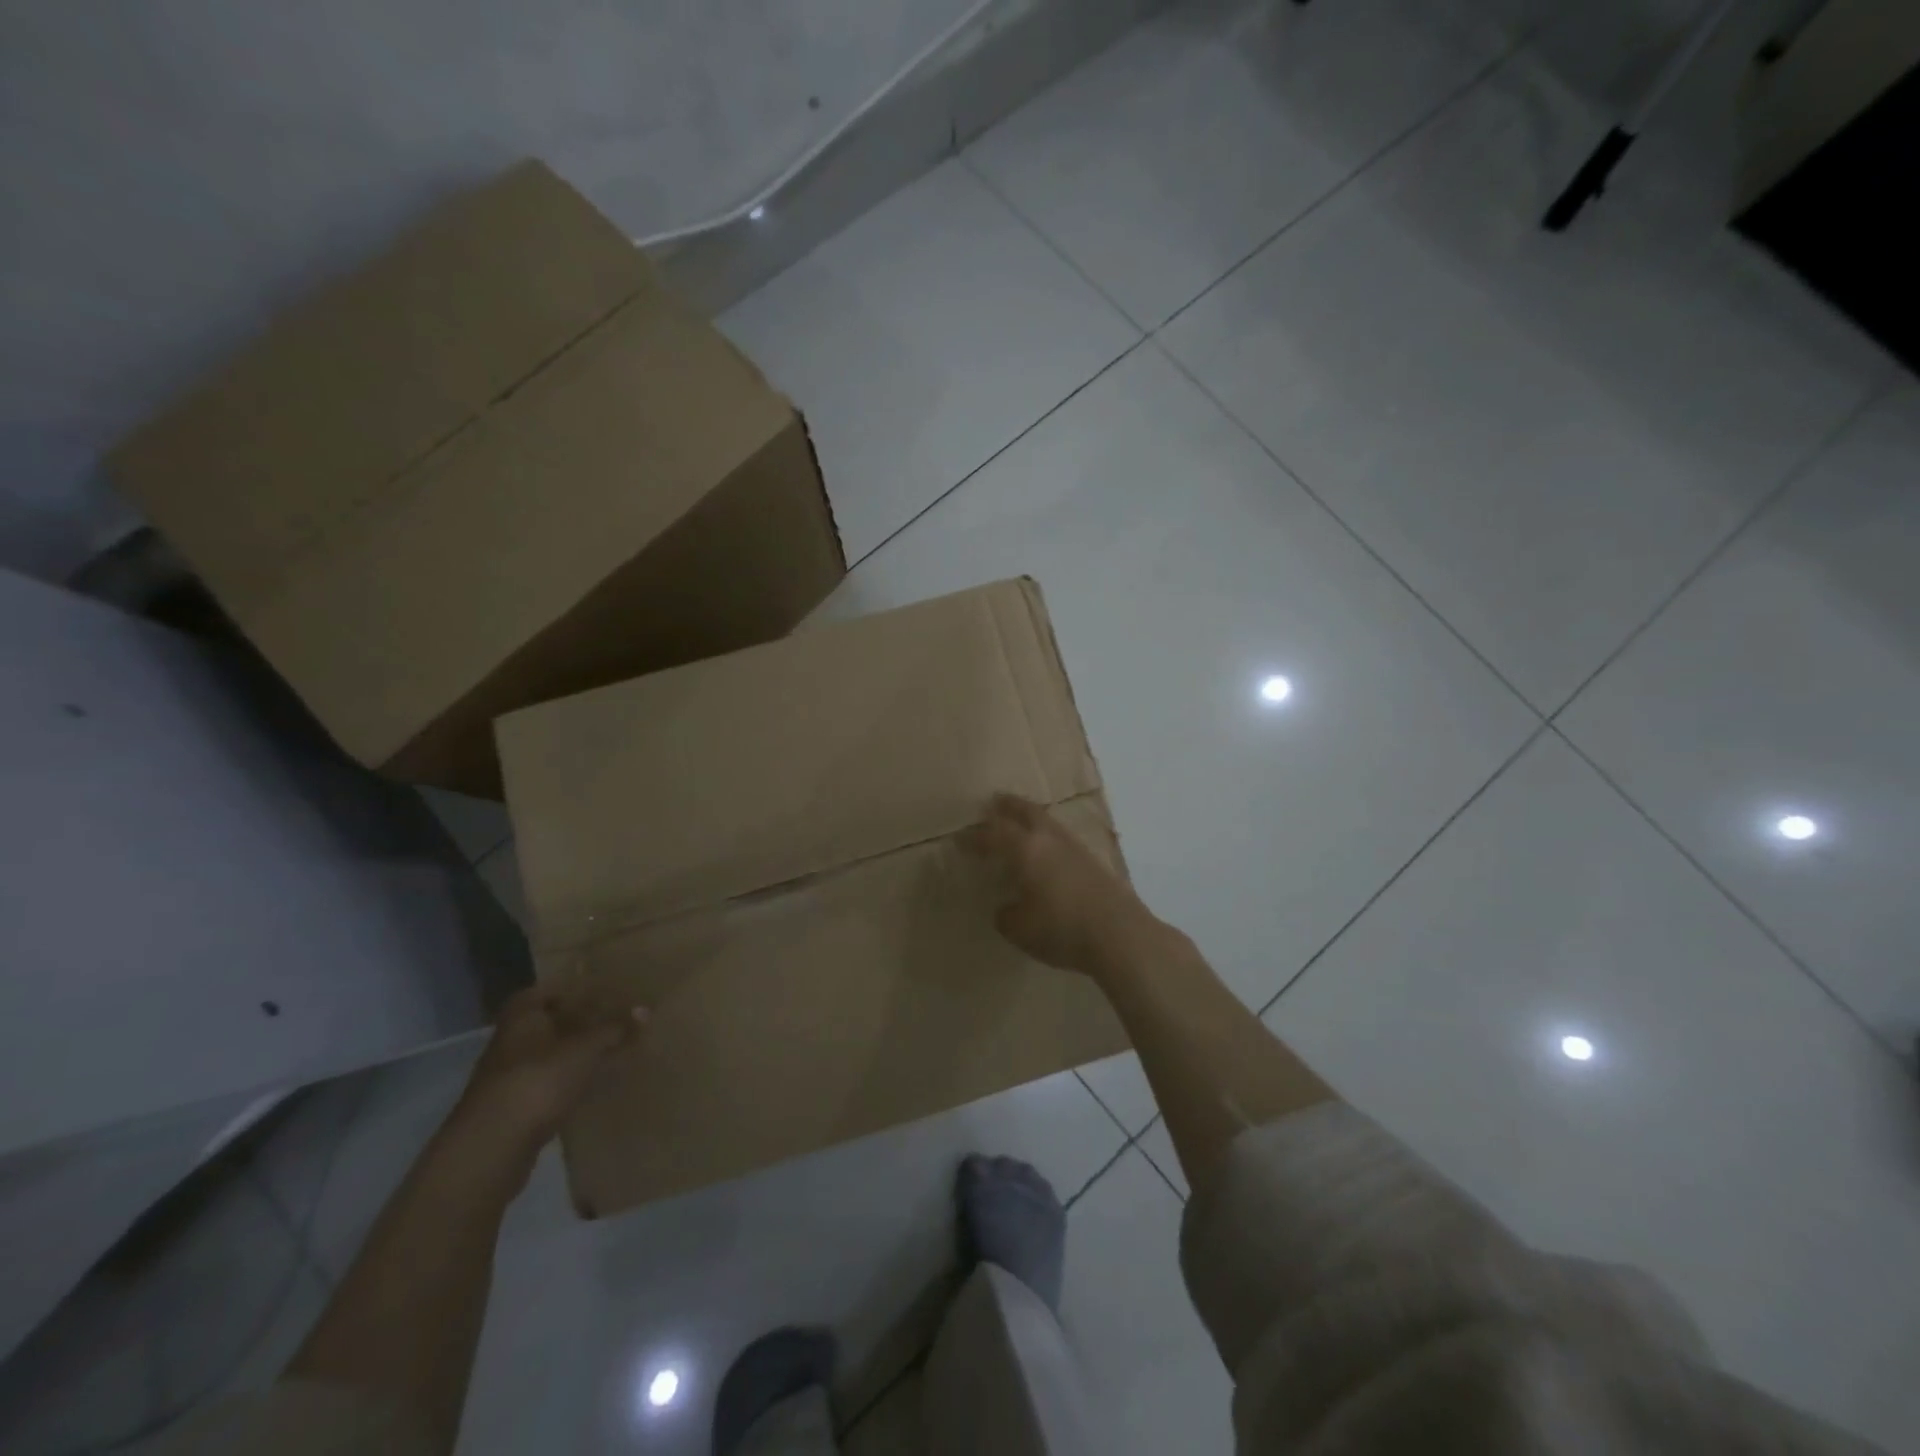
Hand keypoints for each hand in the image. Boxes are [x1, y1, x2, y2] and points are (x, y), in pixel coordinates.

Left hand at [449, 982, 645, 1162]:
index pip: (545, 991)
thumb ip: (614, 1028)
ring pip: (549, 1055)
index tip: (601, 992)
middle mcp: (510, 1041)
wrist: (491, 1149)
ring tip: (611, 1051)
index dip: (571, 989)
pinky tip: (592, 1086)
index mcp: (521, 1017)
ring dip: (574, 1054)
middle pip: (548, 1024)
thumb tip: (644, 1010)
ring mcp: (509, 1077)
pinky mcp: (514, 1109)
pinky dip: (569, 1081)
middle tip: (614, 1020)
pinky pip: (548, 1084)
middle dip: (578, 1022)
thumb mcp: (585, 1049)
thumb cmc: (538, 1081)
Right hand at [963, 793, 1158, 975]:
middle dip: (1008, 806)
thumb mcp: (1021, 929)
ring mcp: (1076, 848)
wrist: (1120, 934)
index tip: (960, 839)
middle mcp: (1050, 840)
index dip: (975, 837)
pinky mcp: (1094, 862)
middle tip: (995, 801)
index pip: (994, 835)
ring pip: (1048, 822)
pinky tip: (1049, 851)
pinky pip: (1063, 839)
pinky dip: (1049, 837)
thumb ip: (1007, 915)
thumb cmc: (1061, 928)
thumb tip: (1006, 908)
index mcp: (1026, 850)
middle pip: (1026, 812)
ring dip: (1032, 818)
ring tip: (1022, 822)